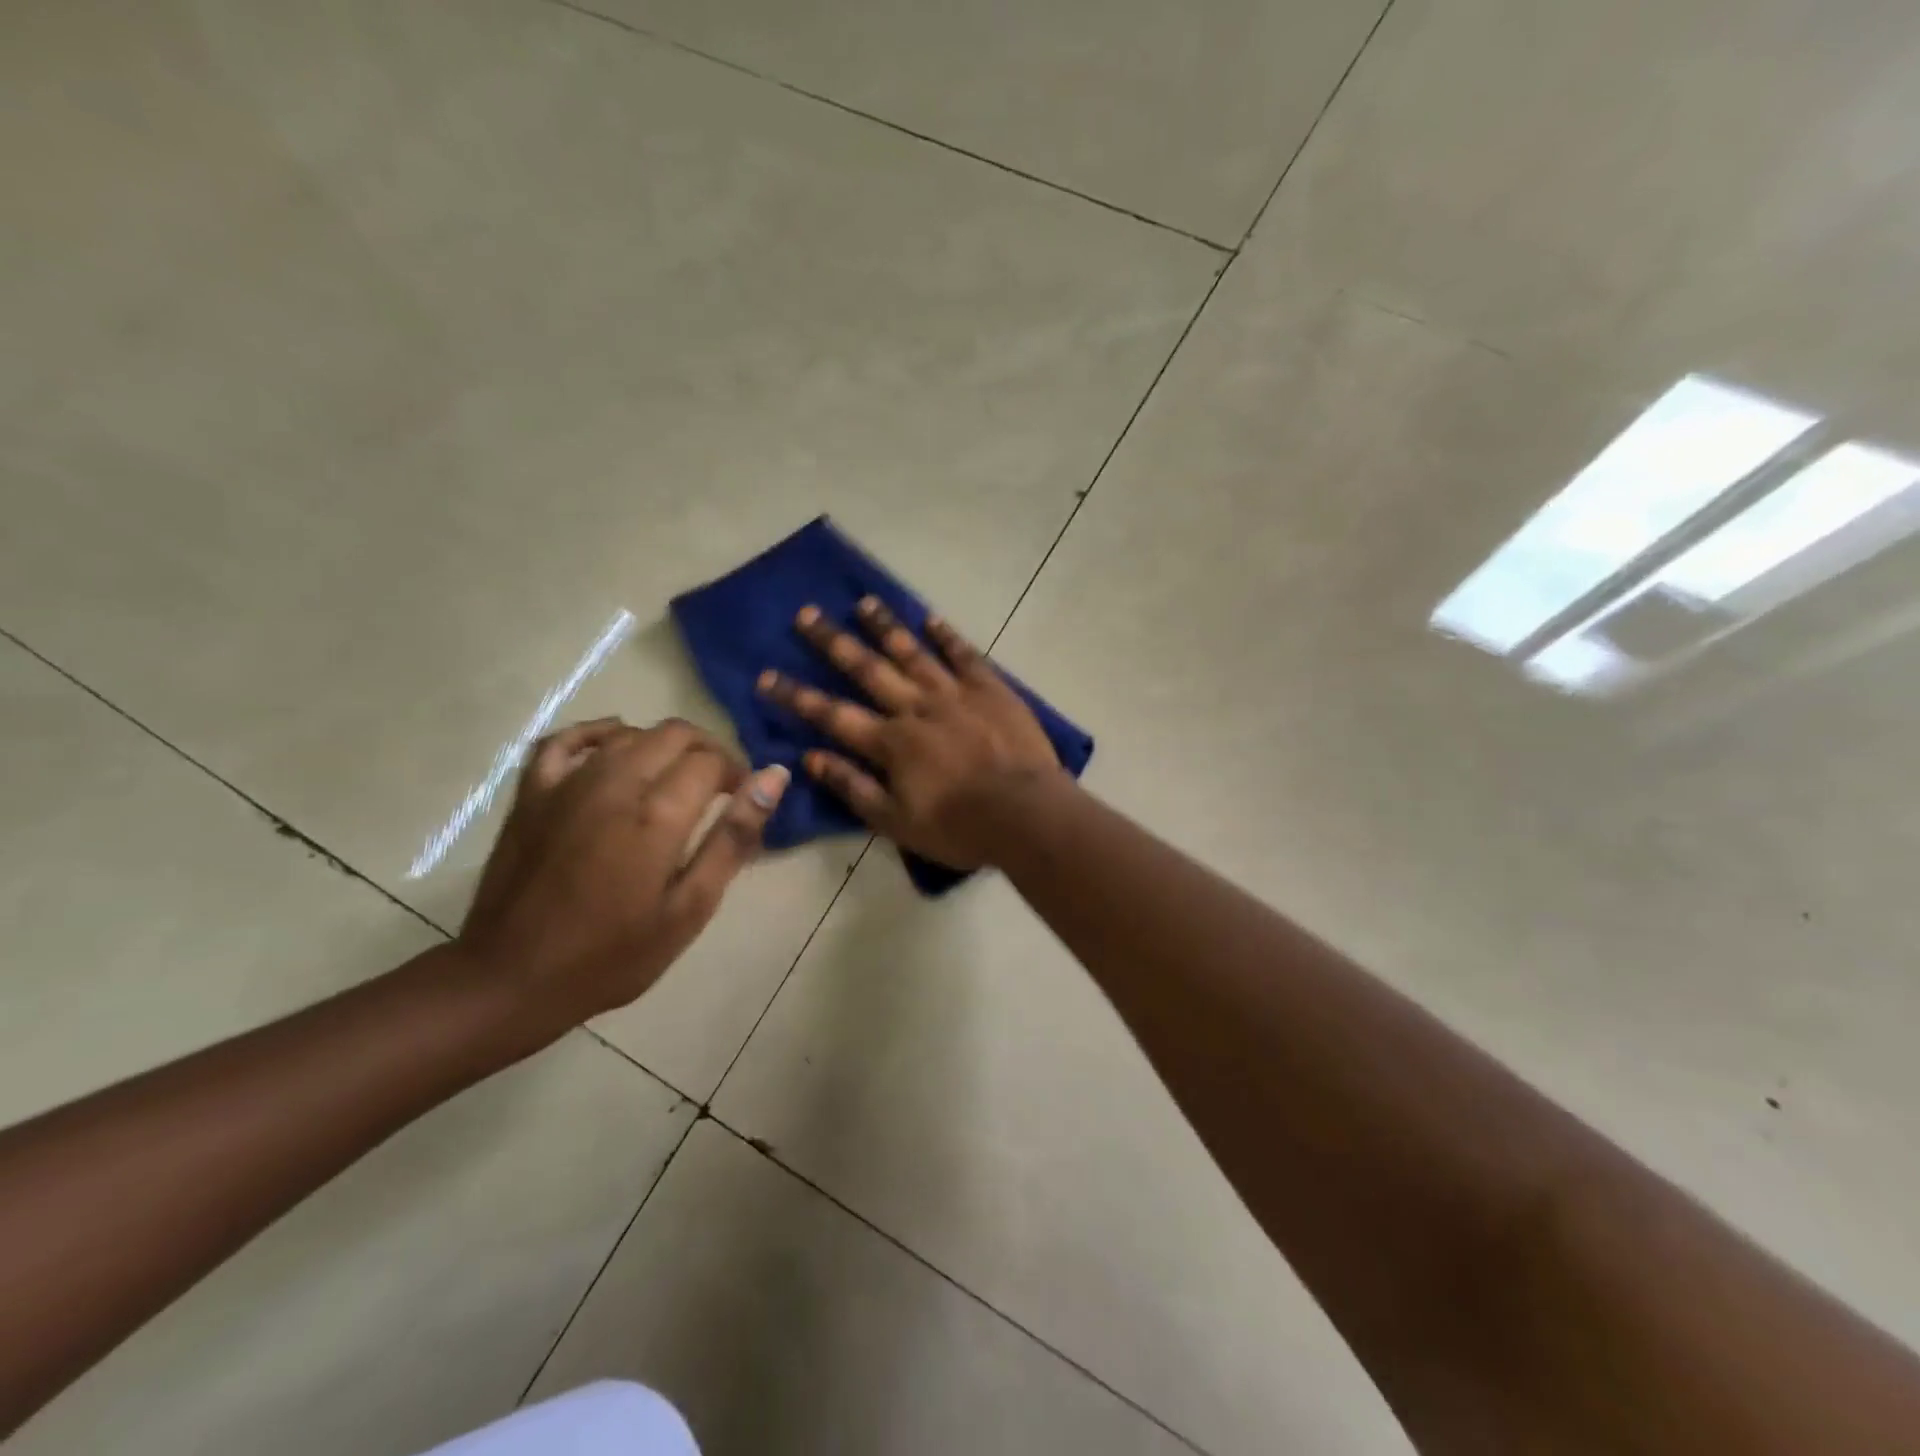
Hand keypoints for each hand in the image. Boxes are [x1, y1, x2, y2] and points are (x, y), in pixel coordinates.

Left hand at [459, 718, 788, 1032]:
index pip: (711, 762)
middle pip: (674, 734)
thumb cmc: (613, 954)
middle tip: (716, 789)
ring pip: (629, 733)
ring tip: (673, 780)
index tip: (743, 801)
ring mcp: (567, 783)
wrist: (513, 979)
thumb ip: (733, 838)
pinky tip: (614, 743)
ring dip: (662, 745)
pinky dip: (596, 733)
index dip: (737, 774)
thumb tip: (773, 778)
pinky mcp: (532, 792)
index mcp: (657, 815)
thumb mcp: (690, 908)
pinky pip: (566, 739)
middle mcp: (614, 783)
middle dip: (706, 752)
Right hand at [757, 598, 1063, 868]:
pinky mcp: (991, 688)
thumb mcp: (895, 822)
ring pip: (912, 652)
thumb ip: (853, 787)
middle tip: (806, 613)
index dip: (797, 696)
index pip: (832, 715)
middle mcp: (915, 707)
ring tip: (862, 602)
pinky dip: (946, 636)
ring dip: (885, 626)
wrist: (1025, 813)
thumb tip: (811, 758)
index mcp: (891, 742)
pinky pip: (964, 655)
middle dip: (832, 642)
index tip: (766, 676)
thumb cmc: (958, 826)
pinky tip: (930, 619)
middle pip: (867, 669)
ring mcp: (955, 693)